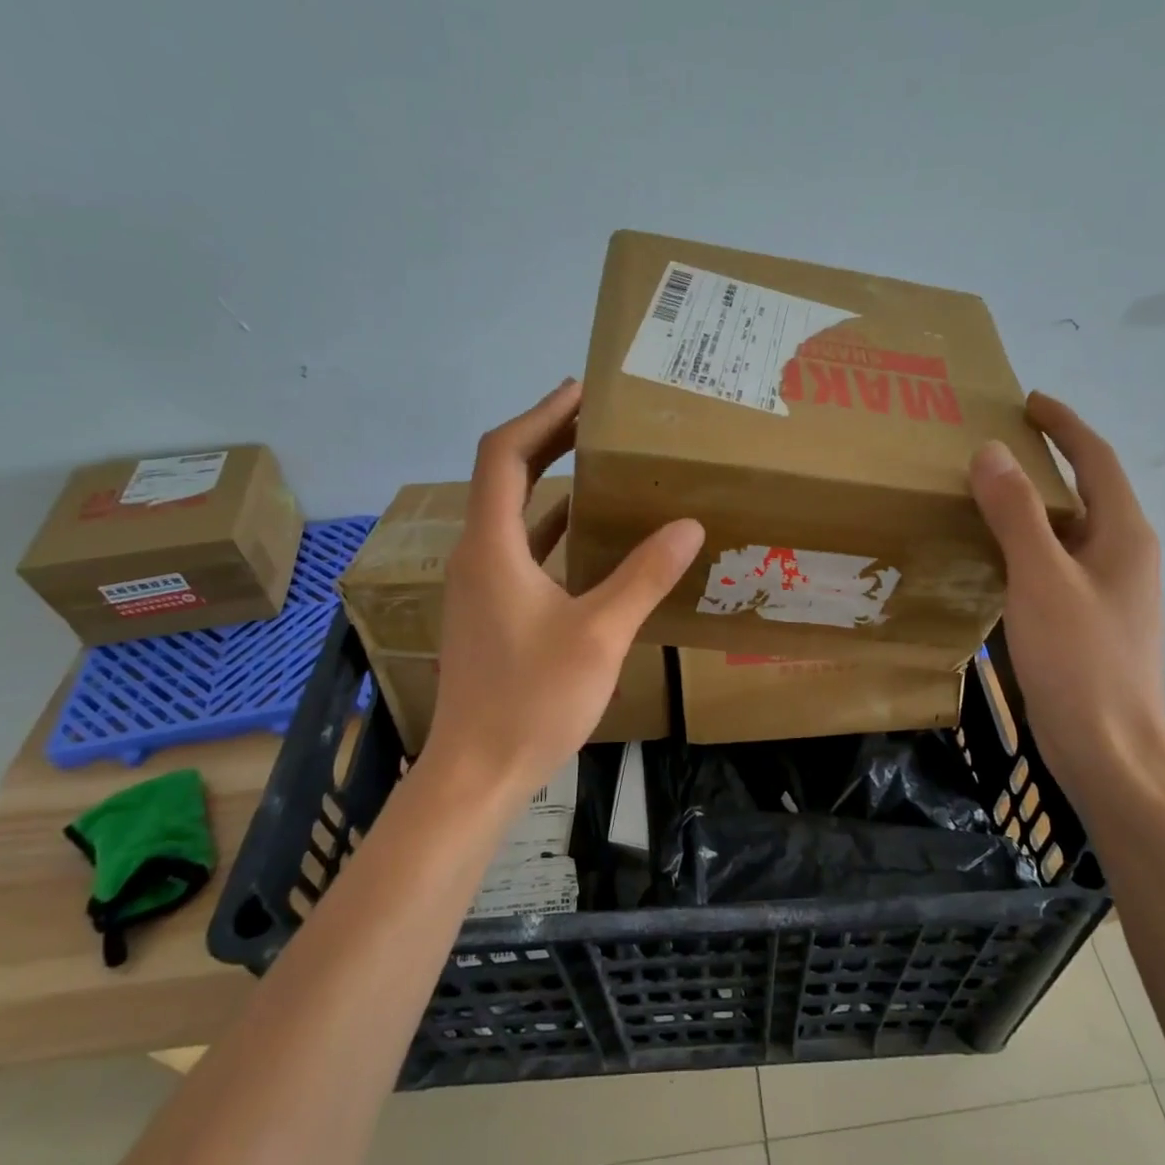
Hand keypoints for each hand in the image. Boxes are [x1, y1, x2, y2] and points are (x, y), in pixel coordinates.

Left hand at [422, 379, 704, 797]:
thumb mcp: (599, 634)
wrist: (476, 772)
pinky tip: (586, 531)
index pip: (504, 455)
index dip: (541, 416)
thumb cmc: (532, 699)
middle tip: (596, 417)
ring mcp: (480, 584)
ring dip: (548, 480)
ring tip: (597, 461)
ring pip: (512, 513)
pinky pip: (520, 548)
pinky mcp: (491, 610)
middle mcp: (477, 555)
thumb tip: (688, 525)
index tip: (581, 392)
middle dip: (546, 438)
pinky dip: (551, 526)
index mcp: (492, 547)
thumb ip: (642, 576)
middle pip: (505, 475)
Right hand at [969, 394, 1164, 791]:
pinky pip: (1055, 564)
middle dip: (1045, 461)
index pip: (1097, 458)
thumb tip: (991, 451)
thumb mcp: (1041, 579)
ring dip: (1031, 506)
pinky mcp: (1089, 620)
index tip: (1028, 402)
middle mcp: (1123, 554)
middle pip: (1085, 491)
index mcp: (1124, 534)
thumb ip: (1016, 514)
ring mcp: (1108, 590)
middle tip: (992, 446)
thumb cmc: (1081, 660)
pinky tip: (990, 558)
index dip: (1065, 424)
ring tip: (981, 494)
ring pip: (1067, 531)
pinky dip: (1025, 546)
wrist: (1110, 750)